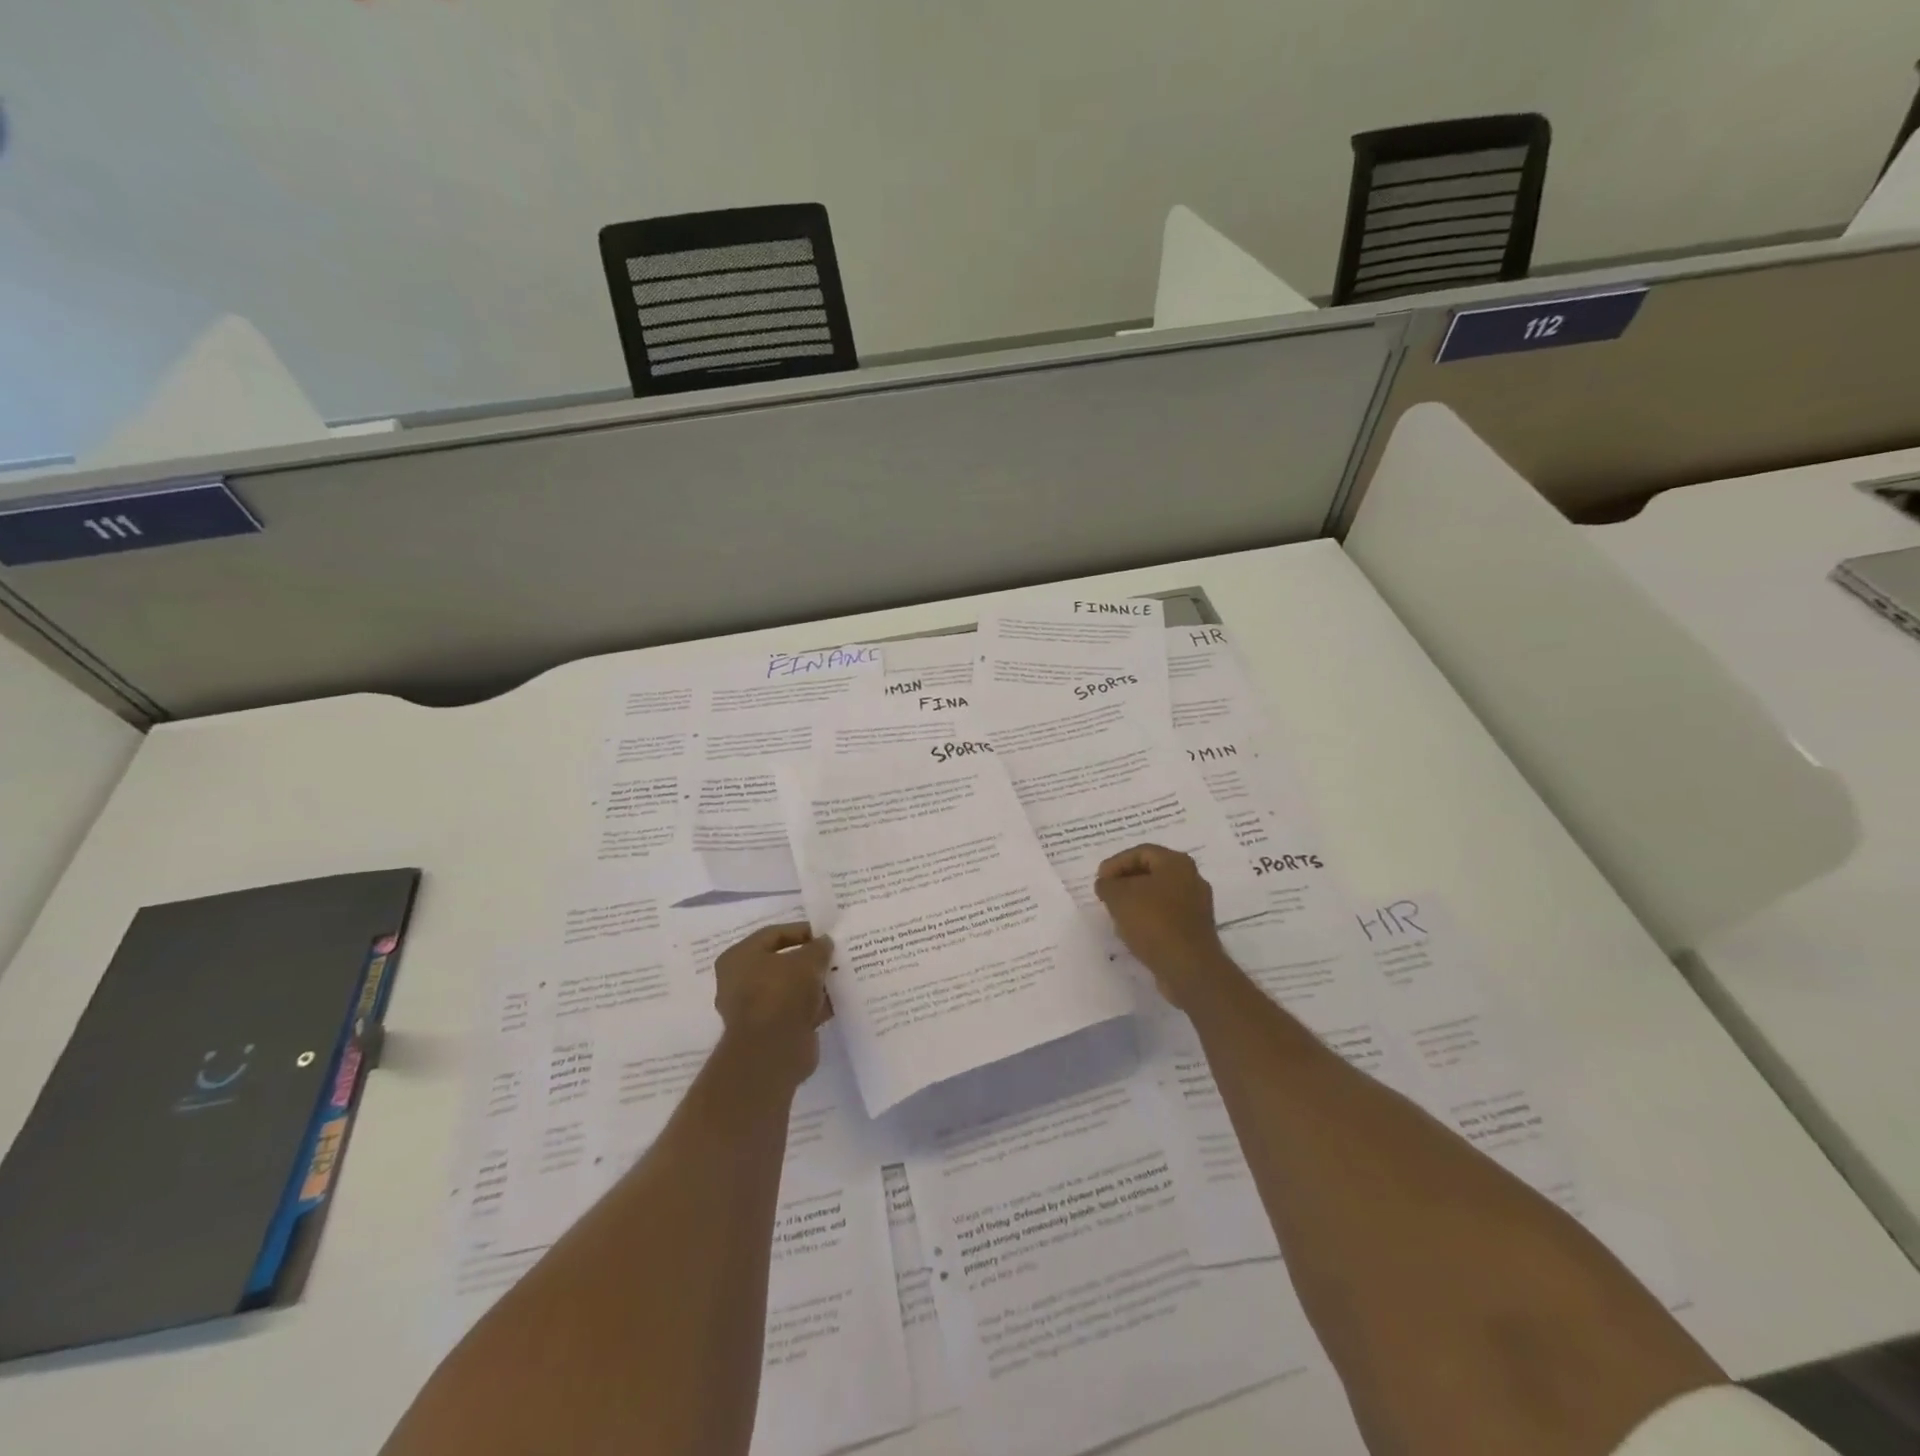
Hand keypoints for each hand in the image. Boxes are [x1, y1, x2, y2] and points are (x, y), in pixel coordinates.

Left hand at [713, 923, 833, 1085]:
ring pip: (789, 989)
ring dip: (812, 984)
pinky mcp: (769, 1033)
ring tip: (839, 978)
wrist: (773, 1051)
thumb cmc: (782, 992)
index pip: (773, 934)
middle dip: (808, 961)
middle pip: (780, 963)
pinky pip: (794, 1012)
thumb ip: (818, 948)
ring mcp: (754, 1010)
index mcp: (738, 958)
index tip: (826, 936)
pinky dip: (813, 1007)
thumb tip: (824, 943)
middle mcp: (739, 982)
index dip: (802, 931)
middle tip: (833, 956)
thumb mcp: (808, 960)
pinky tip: (836, 1002)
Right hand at [1094, 844, 1235, 1010]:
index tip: (1100, 880)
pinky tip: (1134, 931)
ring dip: (1136, 901)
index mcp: (1176, 863)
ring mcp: (1197, 905)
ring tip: (1116, 913)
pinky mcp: (1195, 929)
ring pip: (1159, 895)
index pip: (1141, 852)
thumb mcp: (1118, 897)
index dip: (1116, 863)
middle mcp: (1191, 879)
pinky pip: (1167, 915)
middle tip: (1107, 894)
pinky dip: (1149, 918)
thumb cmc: (1153, 922)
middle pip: (1152, 872)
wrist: (1188, 967)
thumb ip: (1107, 884)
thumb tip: (1107, 884)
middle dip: (1126, 881)